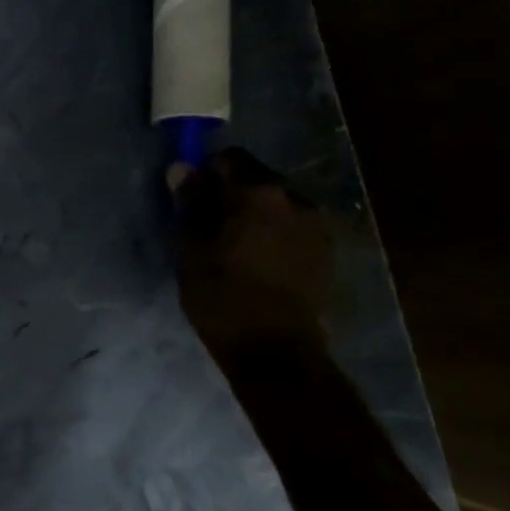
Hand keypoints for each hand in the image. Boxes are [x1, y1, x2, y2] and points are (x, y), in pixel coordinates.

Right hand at [171, 148, 334, 356]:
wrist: (277, 352)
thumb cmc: (224, 298)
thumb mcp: (192, 250)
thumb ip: (190, 205)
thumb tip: (182, 169)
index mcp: (259, 192)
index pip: (230, 158)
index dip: (208, 173)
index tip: (193, 198)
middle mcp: (295, 199)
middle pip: (258, 180)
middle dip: (234, 195)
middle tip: (211, 226)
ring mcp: (317, 226)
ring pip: (278, 206)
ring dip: (257, 216)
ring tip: (237, 248)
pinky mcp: (327, 252)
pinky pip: (294, 228)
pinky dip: (276, 235)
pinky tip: (262, 263)